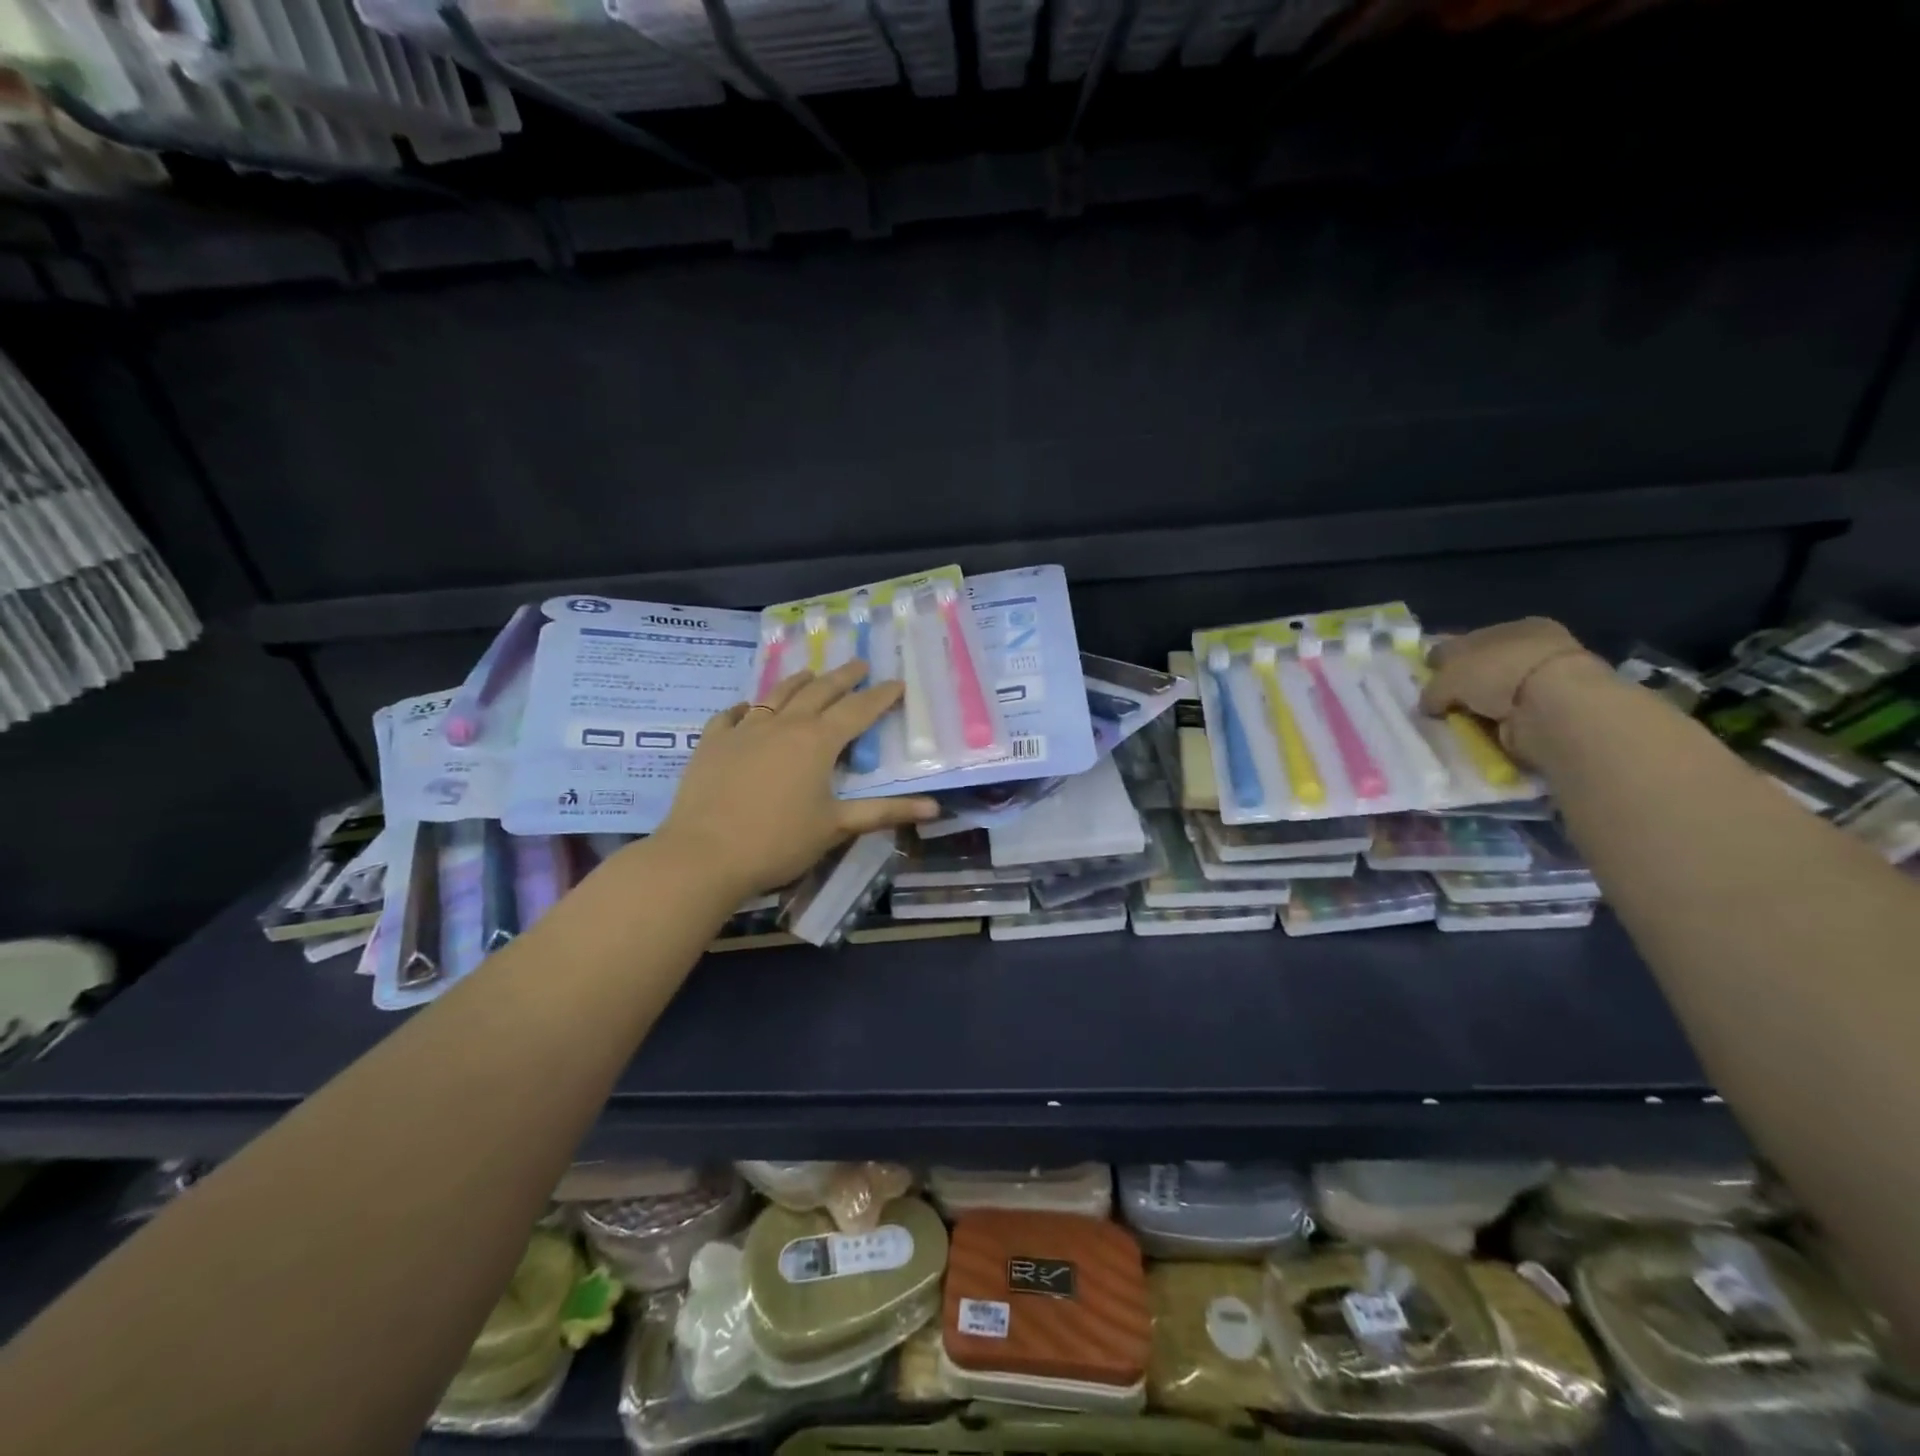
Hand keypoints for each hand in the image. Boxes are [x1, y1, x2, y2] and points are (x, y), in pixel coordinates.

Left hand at [654, 661, 937, 897]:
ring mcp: (744, 729)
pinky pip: (731, 715)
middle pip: (819, 692)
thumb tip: (935, 807)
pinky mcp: (712, 743)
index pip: (858, 710)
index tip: (897, 683)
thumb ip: (885, 812)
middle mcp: (783, 724)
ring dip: (798, 681)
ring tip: (810, 673)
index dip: (881, 696)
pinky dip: (745, 708)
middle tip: (860, 664)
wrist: (703, 855)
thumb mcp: (836, 827)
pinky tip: (747, 708)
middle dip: (843, 677)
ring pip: (776, 695)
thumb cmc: (778, 842)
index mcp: (818, 741)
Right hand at [1419, 617, 1604, 757]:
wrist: (1553, 707)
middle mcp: (1534, 649)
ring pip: (1497, 694)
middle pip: (1482, 668)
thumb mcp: (1448, 676)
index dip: (1442, 659)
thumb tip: (1428, 704)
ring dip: (1479, 707)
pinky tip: (1479, 732)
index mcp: (1516, 627)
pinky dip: (1495, 725)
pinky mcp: (1553, 711)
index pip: (1469, 641)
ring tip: (1456, 722)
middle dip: (1461, 686)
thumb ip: (1433, 689)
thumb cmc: (1498, 673)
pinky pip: (1511, 718)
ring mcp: (1547, 681)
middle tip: (1437, 704)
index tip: (1425, 678)